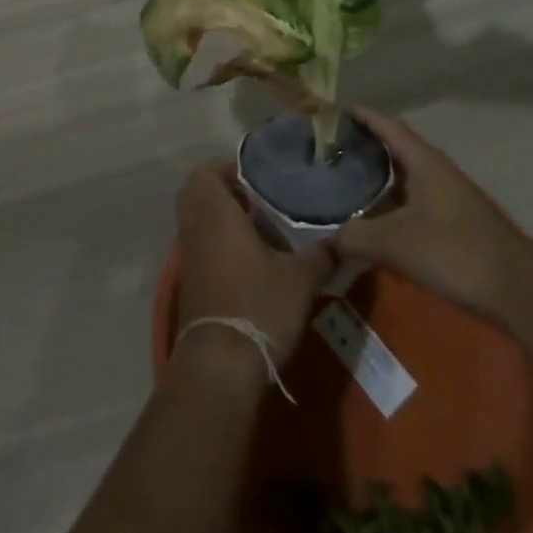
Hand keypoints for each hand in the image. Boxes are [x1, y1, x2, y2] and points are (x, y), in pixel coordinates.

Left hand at [174, 161, 332, 373]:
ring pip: (197, 220)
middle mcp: (195, 226)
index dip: (227, 168)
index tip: (256, 176)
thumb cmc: (258, 306)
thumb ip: (320, 256)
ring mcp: (188, 255)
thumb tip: (344, 241)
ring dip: (220, 217)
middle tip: (255, 198)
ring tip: (258, 228)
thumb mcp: (299, 281)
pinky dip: (216, 241)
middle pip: (198, 192)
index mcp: (215, 212)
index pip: (207, 171)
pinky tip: (248, 259)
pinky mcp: (190, 281)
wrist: (220, 364)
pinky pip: (199, 244)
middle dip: (222, 190)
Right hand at [330, 107, 529, 318]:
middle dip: (363, 146)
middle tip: (329, 152)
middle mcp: (436, 169)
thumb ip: (355, 236)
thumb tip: (324, 238)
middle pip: (394, 147)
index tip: (329, 114)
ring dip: (378, 177)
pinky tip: (376, 220)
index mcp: (422, 160)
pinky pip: (414, 198)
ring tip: (344, 184)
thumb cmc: (454, 252)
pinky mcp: (456, 220)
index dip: (359, 115)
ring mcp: (449, 195)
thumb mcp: (396, 243)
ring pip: (405, 175)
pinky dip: (392, 201)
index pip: (385, 124)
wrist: (518, 291)